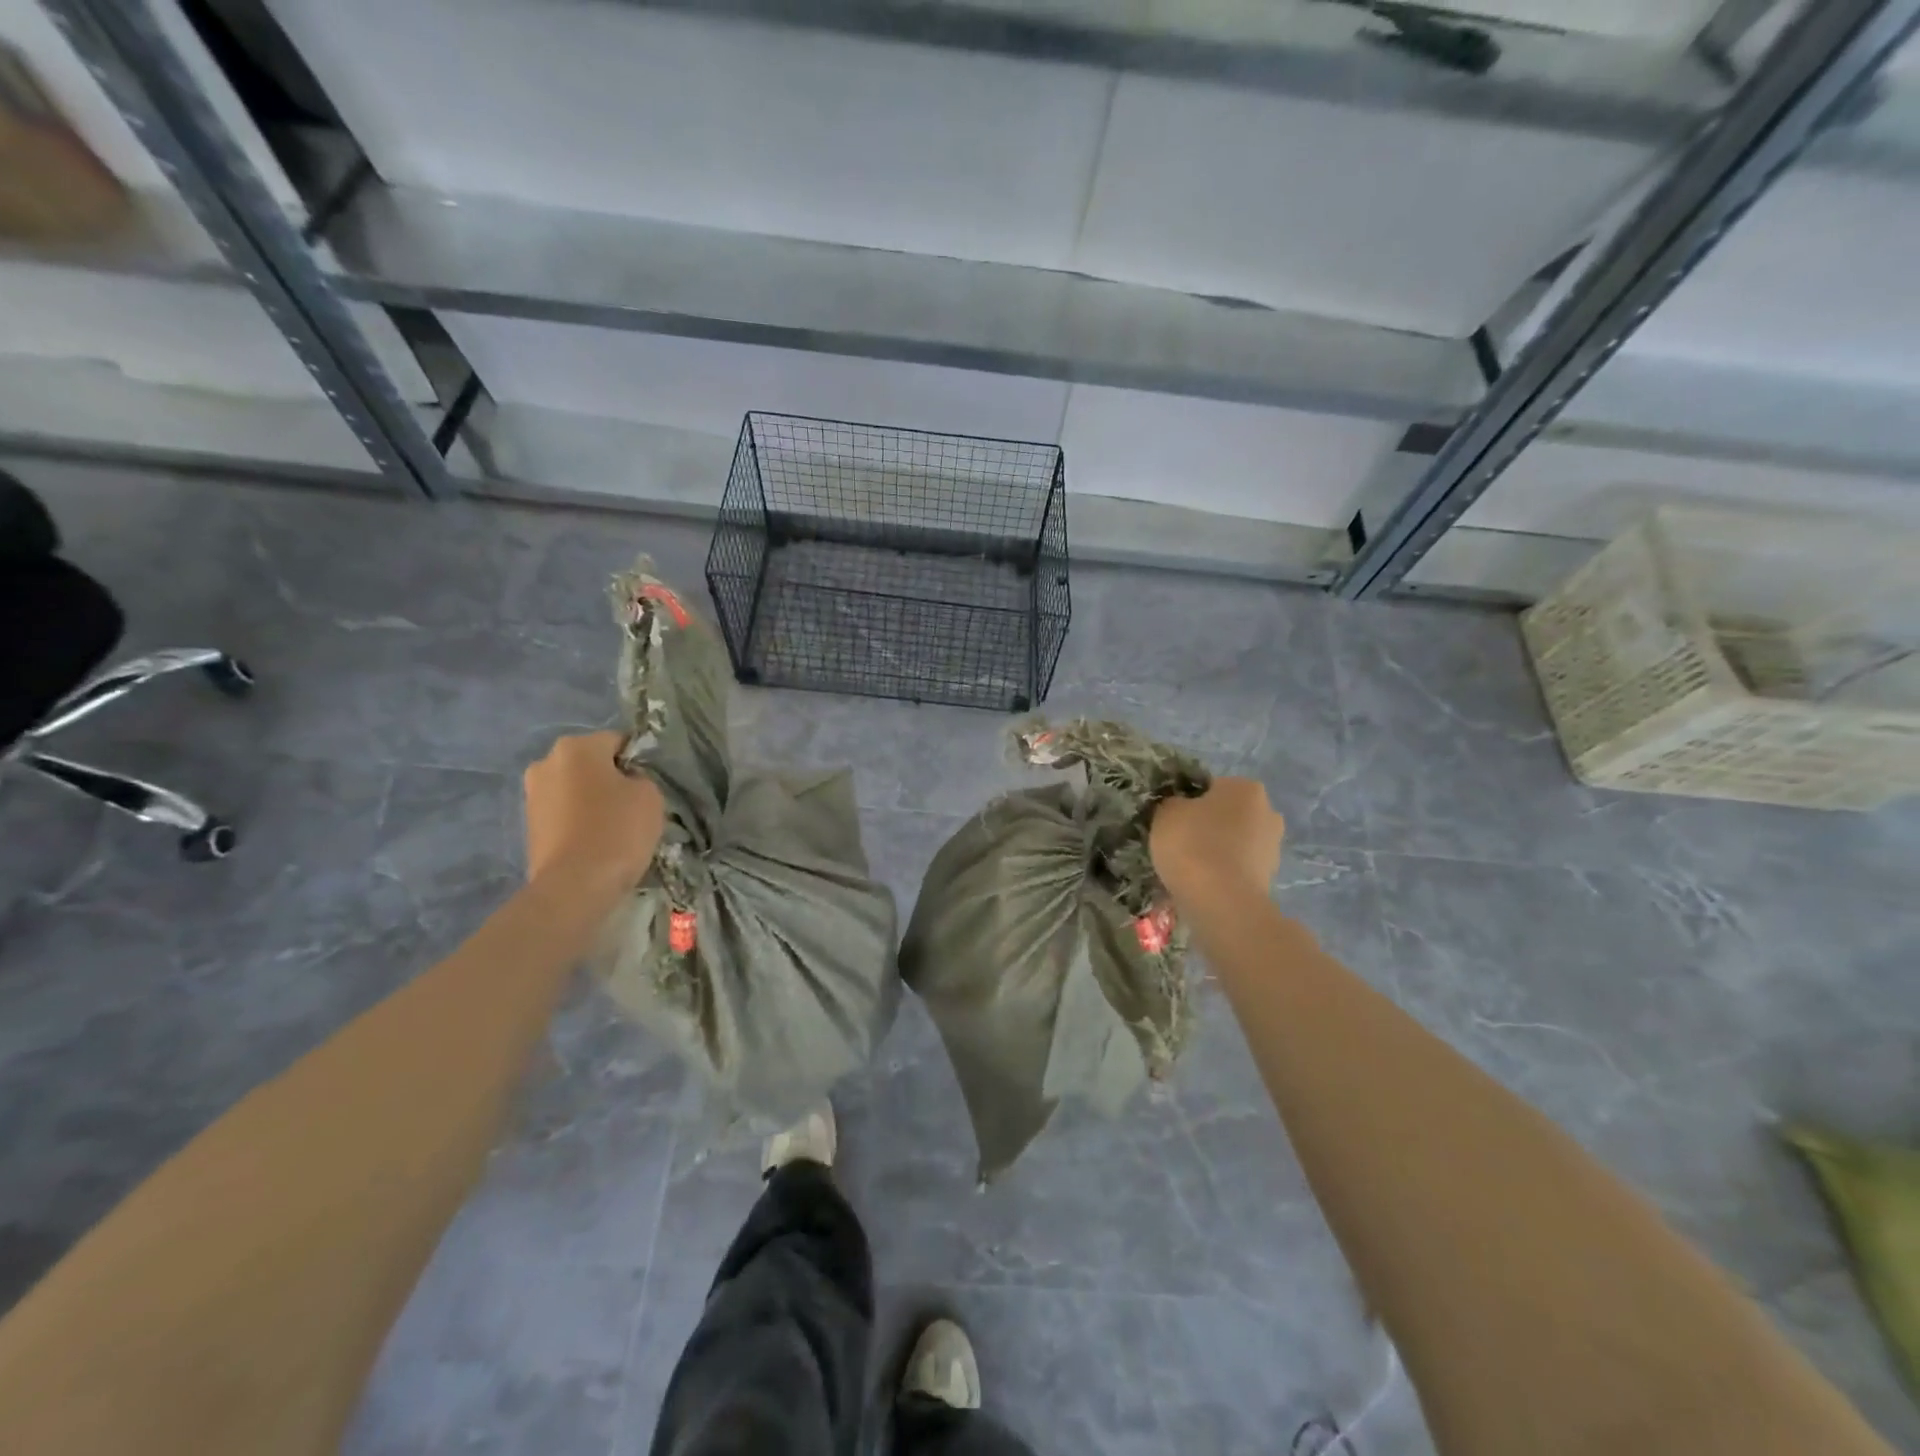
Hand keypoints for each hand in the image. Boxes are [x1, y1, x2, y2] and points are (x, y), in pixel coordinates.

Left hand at [523, 731, 665, 899]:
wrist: (575, 885)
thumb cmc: (617, 830)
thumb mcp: (650, 795)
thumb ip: (640, 777)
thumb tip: (626, 781)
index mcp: (577, 747)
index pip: (618, 742)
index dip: (637, 761)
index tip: (649, 785)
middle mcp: (546, 762)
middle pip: (590, 763)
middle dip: (610, 778)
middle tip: (633, 804)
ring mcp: (532, 794)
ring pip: (574, 788)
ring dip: (592, 799)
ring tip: (614, 826)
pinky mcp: (528, 824)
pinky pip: (563, 812)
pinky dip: (578, 820)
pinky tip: (595, 839)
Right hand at [1150, 777, 1285, 900]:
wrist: (1221, 901)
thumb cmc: (1192, 844)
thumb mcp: (1166, 812)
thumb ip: (1173, 803)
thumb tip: (1180, 808)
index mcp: (1245, 787)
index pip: (1210, 787)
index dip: (1187, 802)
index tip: (1172, 820)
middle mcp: (1268, 811)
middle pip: (1227, 814)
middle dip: (1207, 825)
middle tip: (1179, 842)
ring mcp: (1273, 847)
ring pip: (1234, 841)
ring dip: (1216, 849)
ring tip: (1189, 867)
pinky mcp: (1270, 877)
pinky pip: (1238, 867)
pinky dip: (1223, 872)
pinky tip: (1203, 883)